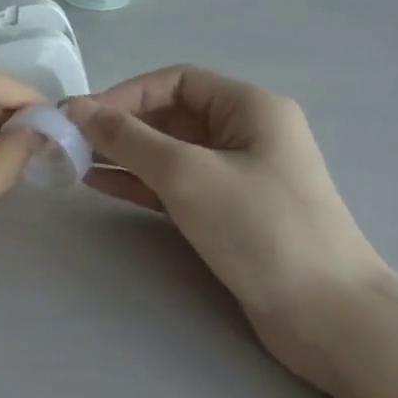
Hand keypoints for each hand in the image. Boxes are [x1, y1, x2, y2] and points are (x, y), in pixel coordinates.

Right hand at [69, 68, 392, 397]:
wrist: (329, 317)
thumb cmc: (261, 229)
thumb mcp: (188, 174)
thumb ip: (128, 138)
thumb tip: (76, 108)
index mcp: (250, 107)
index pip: (175, 81)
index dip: (124, 93)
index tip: (80, 117)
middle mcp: (245, 132)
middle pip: (170, 114)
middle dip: (119, 125)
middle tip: (69, 141)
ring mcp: (238, 175)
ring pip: (169, 152)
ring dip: (123, 154)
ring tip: (73, 161)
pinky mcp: (229, 212)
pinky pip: (175, 184)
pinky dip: (138, 182)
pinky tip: (100, 184)